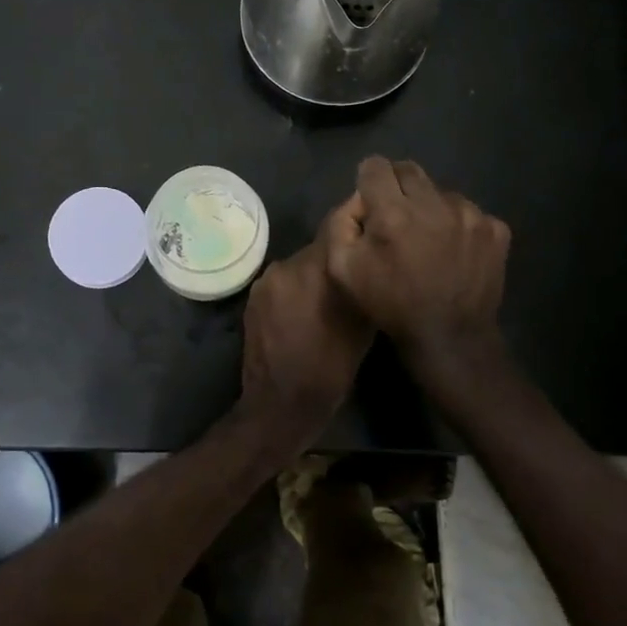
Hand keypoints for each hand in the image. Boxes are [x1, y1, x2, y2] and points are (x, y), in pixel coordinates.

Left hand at [238, 206, 374, 458]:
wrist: (278, 405)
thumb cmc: (329, 370)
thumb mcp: (362, 328)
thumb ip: (363, 283)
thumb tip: (373, 256)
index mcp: (315, 269)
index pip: (338, 223)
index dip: (356, 221)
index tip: (372, 224)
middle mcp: (286, 266)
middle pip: (319, 247)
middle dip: (336, 257)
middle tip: (355, 272)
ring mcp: (265, 282)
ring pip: (300, 266)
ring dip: (314, 276)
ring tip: (329, 300)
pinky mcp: (253, 298)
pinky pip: (282, 283)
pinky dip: (295, 290)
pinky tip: (304, 313)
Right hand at [324, 157, 510, 383]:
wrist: (450, 339)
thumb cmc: (391, 305)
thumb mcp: (343, 270)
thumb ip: (341, 224)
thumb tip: (359, 200)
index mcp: (393, 212)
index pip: (376, 166)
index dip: (369, 180)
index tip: (371, 200)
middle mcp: (433, 203)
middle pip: (409, 170)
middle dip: (397, 186)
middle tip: (396, 216)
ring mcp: (470, 214)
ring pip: (441, 191)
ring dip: (430, 206)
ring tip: (428, 239)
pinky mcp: (495, 229)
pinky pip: (469, 212)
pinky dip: (458, 224)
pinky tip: (453, 251)